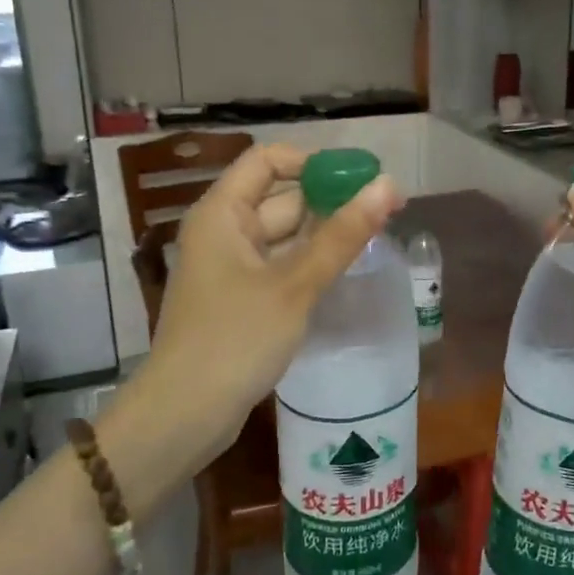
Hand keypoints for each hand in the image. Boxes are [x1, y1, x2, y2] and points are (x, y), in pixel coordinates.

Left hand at [128, 145, 400, 482]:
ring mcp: (230, 266)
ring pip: (284, 234)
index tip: (360, 179)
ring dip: (324, 233)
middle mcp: (223, 231)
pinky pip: (279, 264)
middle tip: (386, 210)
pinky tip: (344, 270)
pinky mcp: (240, 298)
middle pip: (280, 197)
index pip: (268, 160)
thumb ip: (343, 235)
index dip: (314, 163)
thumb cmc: (235, 339)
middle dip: (330, 200)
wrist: (185, 414)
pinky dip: (309, 262)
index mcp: (222, 213)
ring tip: (376, 236)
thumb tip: (388, 185)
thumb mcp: (295, 285)